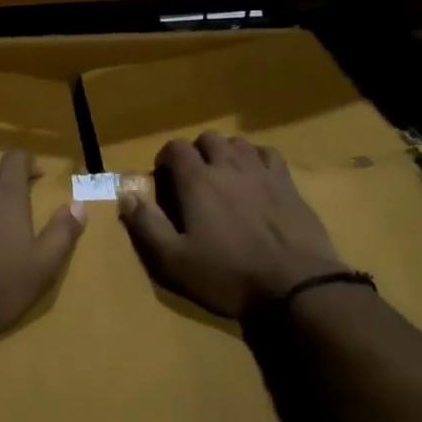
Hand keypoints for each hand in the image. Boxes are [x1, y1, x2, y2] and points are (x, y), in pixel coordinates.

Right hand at [120, 134, 342, 319]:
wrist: (296, 284)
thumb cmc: (229, 274)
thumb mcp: (175, 261)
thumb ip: (146, 225)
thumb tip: (125, 195)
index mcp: (197, 181)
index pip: (175, 148)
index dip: (166, 158)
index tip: (164, 179)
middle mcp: (228, 166)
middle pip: (207, 138)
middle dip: (196, 152)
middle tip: (193, 179)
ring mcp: (261, 171)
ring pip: (238, 142)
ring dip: (225, 152)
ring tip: (223, 176)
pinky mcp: (288, 183)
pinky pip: (268, 154)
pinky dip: (256, 158)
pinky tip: (256, 177)